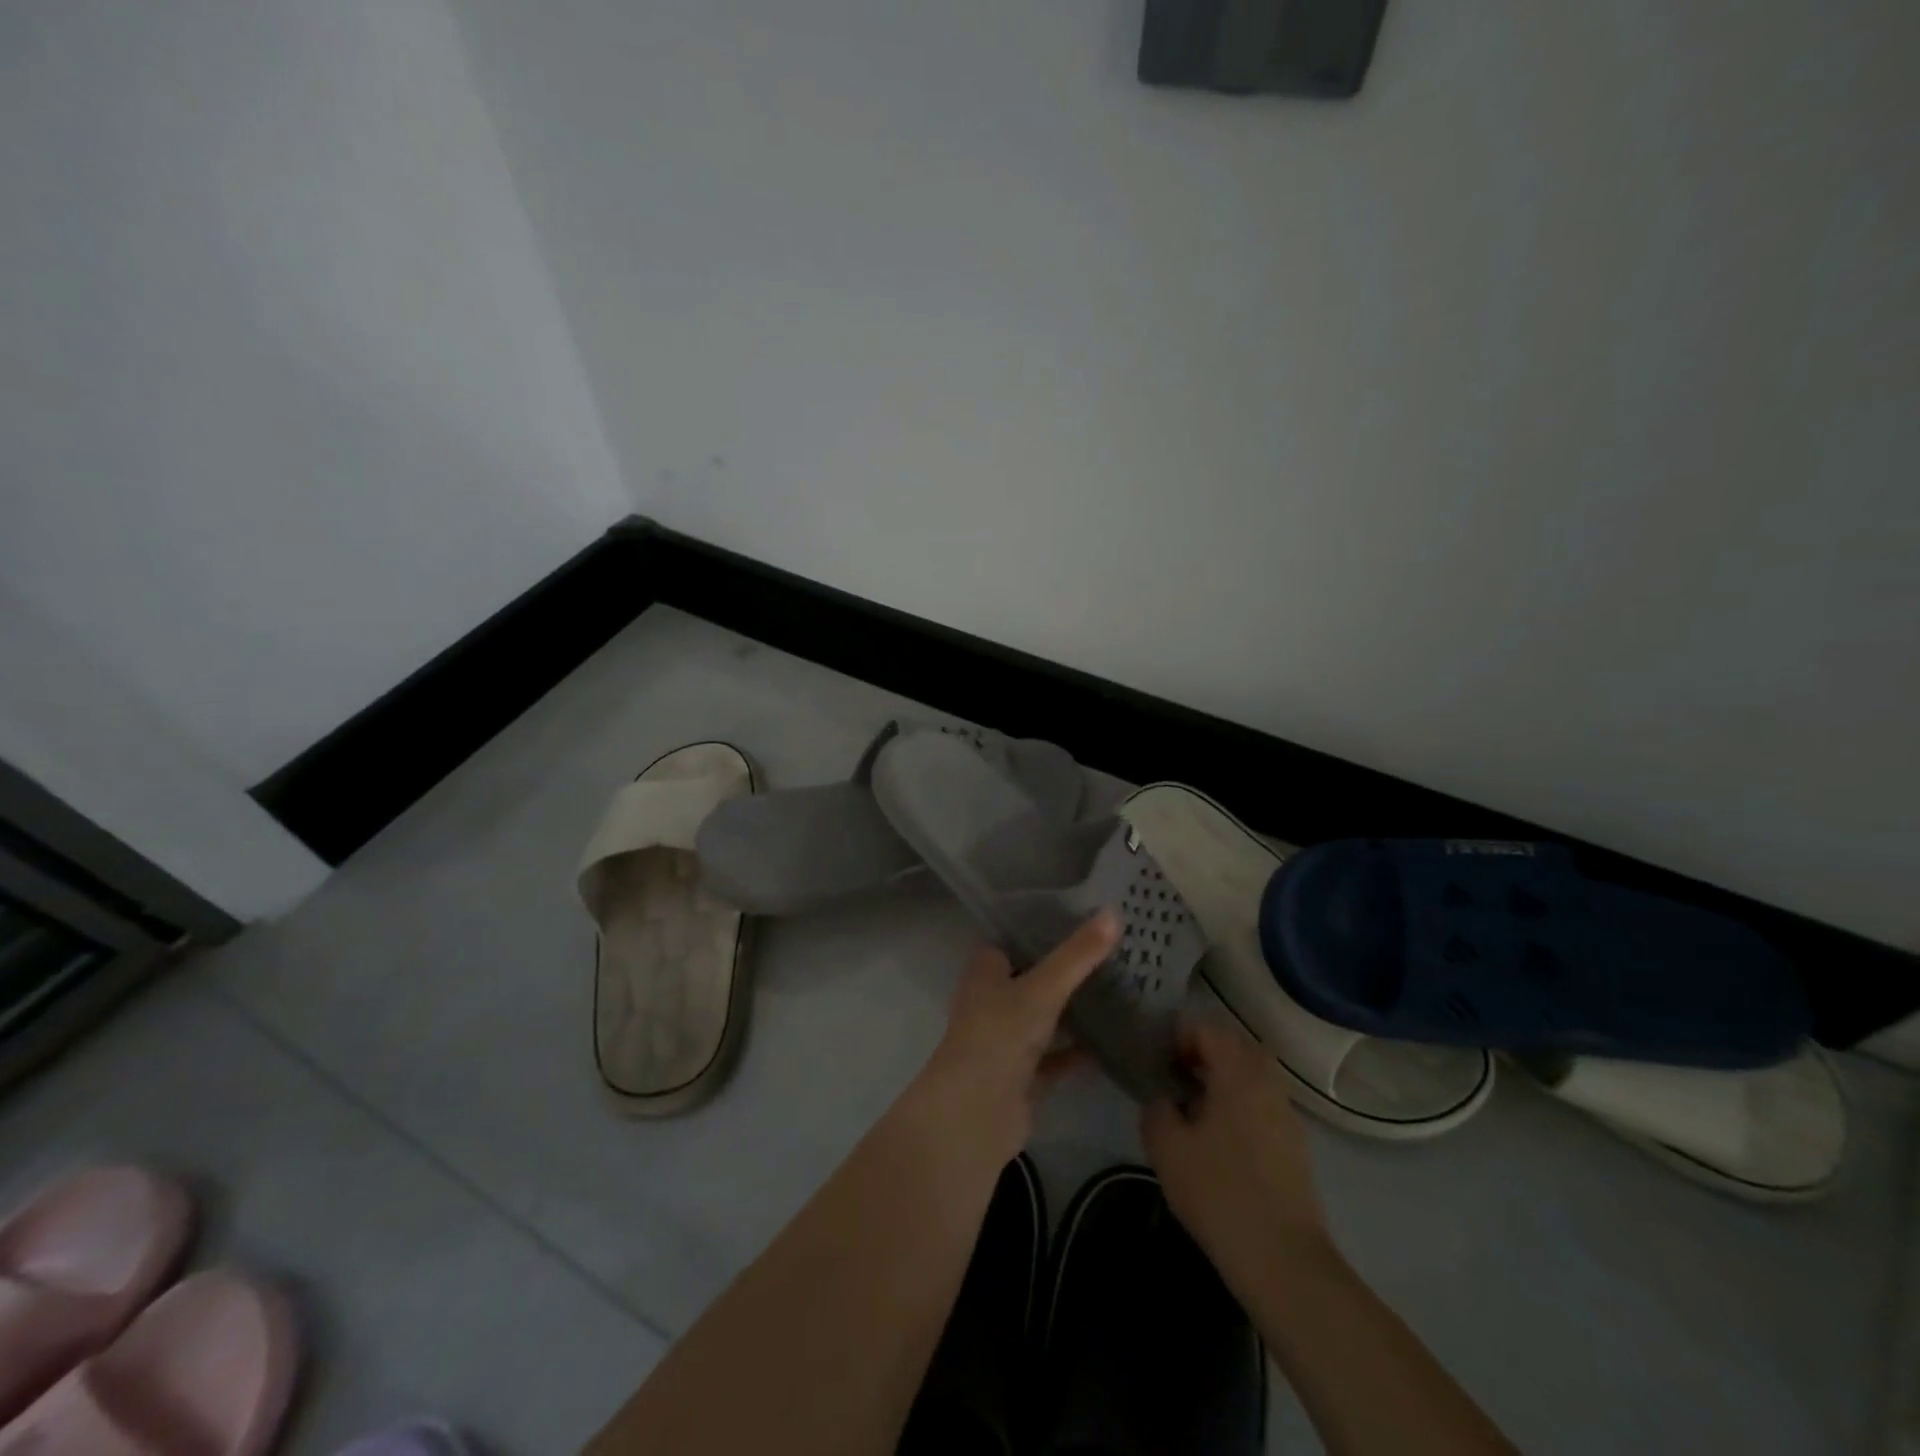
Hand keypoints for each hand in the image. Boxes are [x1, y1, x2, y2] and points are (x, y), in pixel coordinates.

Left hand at [910, 911, 1118, 1162]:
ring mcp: (1006, 1043)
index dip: (1037, 930)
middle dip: (1062, 970)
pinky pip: (1055, 1059)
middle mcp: (991, 1004)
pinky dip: (1078, 1053)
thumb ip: (1077, 955)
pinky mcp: (1022, 1079)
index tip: (1077, 917)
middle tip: (1109, 952)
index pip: (1010, 942)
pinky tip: (1112, 1044)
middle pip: (1030, 980)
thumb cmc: (999, 1036)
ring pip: (1043, 1019)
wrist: (975, 1114)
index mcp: (985, 974)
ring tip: (1118, 991)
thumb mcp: (1042, 989)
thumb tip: (1114, 911)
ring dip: (1071, 1011)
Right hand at [1140, 1018, 1332, 1289]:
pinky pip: (1261, 1103)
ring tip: (1193, 1110)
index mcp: (1239, 1072)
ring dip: (1221, 1079)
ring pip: (1251, 1075)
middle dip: (1201, 1054)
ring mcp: (1286, 1114)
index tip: (1156, 1064)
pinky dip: (1238, 1104)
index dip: (1176, 1038)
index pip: (1206, 1028)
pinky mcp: (1294, 1145)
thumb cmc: (1219, 1192)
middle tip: (1173, 1080)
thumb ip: (1156, 1108)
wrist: (1283, 1261)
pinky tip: (1218, 1141)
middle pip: (1233, 1046)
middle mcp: (1268, 1082)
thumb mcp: (1167, 1146)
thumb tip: (1163, 1099)